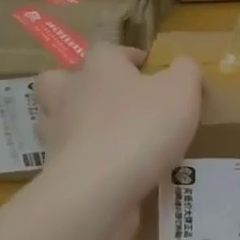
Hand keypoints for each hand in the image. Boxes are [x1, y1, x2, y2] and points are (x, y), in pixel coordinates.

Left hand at [34, 46, 200, 234]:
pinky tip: (110, 173)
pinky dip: (83, 163)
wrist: (97, 190)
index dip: (127, 56)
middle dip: (78, 85)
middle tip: (109, 98)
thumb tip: (182, 66)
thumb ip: (186, 71)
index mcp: (100, 67)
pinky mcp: (54, 172)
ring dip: (75, 124)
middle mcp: (70, 94)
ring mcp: (56, 134)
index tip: (148, 70)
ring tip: (107, 137)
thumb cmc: (142, 127)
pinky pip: (66, 160)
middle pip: (60, 78)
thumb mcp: (182, 90)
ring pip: (55, 120)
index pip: (107, 49)